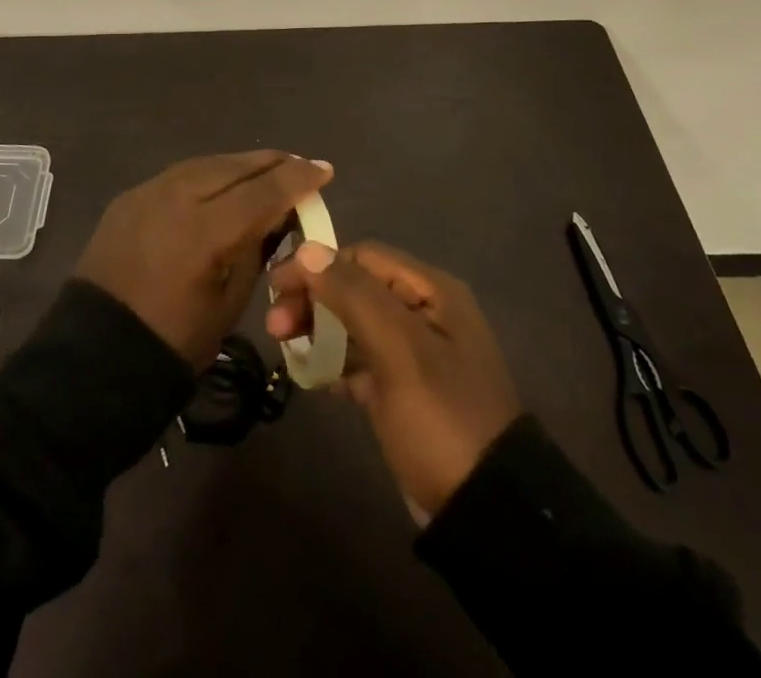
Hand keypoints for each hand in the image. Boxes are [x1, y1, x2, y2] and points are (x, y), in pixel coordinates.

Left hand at [76, 152, 332, 367]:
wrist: (96, 356)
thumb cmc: (174, 342)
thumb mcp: (229, 301)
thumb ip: (255, 249)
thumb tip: (277, 216)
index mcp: (204, 232)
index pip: (263, 192)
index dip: (298, 179)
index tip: (324, 170)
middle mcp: (175, 198)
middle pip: (234, 167)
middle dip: (272, 163)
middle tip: (300, 165)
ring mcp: (147, 192)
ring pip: (206, 164)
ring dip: (240, 164)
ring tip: (266, 168)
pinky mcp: (129, 197)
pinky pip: (179, 175)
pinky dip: (208, 174)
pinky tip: (222, 181)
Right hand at [267, 241, 519, 519]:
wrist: (486, 512)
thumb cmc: (441, 417)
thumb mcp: (398, 349)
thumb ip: (353, 295)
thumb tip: (307, 249)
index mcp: (431, 292)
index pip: (362, 257)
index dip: (317, 266)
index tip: (276, 287)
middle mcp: (424, 313)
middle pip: (355, 288)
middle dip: (313, 300)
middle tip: (275, 327)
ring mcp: (415, 354)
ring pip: (354, 324)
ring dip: (318, 329)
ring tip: (284, 348)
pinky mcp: (404, 391)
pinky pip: (361, 360)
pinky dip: (335, 362)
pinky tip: (312, 377)